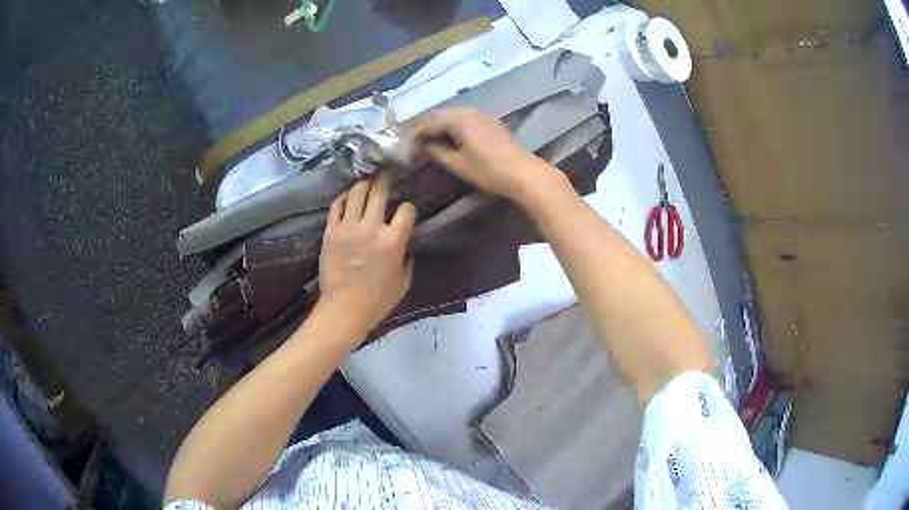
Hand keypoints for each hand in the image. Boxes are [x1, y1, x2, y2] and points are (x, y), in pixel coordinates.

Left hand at [318, 177, 415, 331]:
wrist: (344, 309)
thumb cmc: (377, 300)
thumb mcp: (403, 282)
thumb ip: (406, 259)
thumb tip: (404, 247)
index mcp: (394, 240)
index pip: (406, 210)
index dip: (408, 208)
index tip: (405, 212)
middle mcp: (372, 228)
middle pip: (379, 192)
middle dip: (385, 183)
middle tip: (385, 180)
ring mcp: (348, 227)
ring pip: (356, 193)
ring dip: (364, 185)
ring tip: (366, 185)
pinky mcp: (330, 231)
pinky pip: (336, 206)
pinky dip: (343, 198)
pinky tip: (347, 198)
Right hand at [410, 108, 563, 201]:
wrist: (522, 172)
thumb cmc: (487, 169)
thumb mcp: (457, 163)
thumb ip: (436, 152)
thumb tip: (421, 147)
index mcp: (458, 119)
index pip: (429, 122)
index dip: (414, 132)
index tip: (402, 141)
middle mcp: (469, 112)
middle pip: (440, 114)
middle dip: (424, 125)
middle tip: (410, 137)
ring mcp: (481, 115)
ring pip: (452, 115)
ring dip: (438, 124)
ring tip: (426, 137)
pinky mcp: (490, 123)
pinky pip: (464, 119)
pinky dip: (451, 126)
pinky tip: (448, 136)